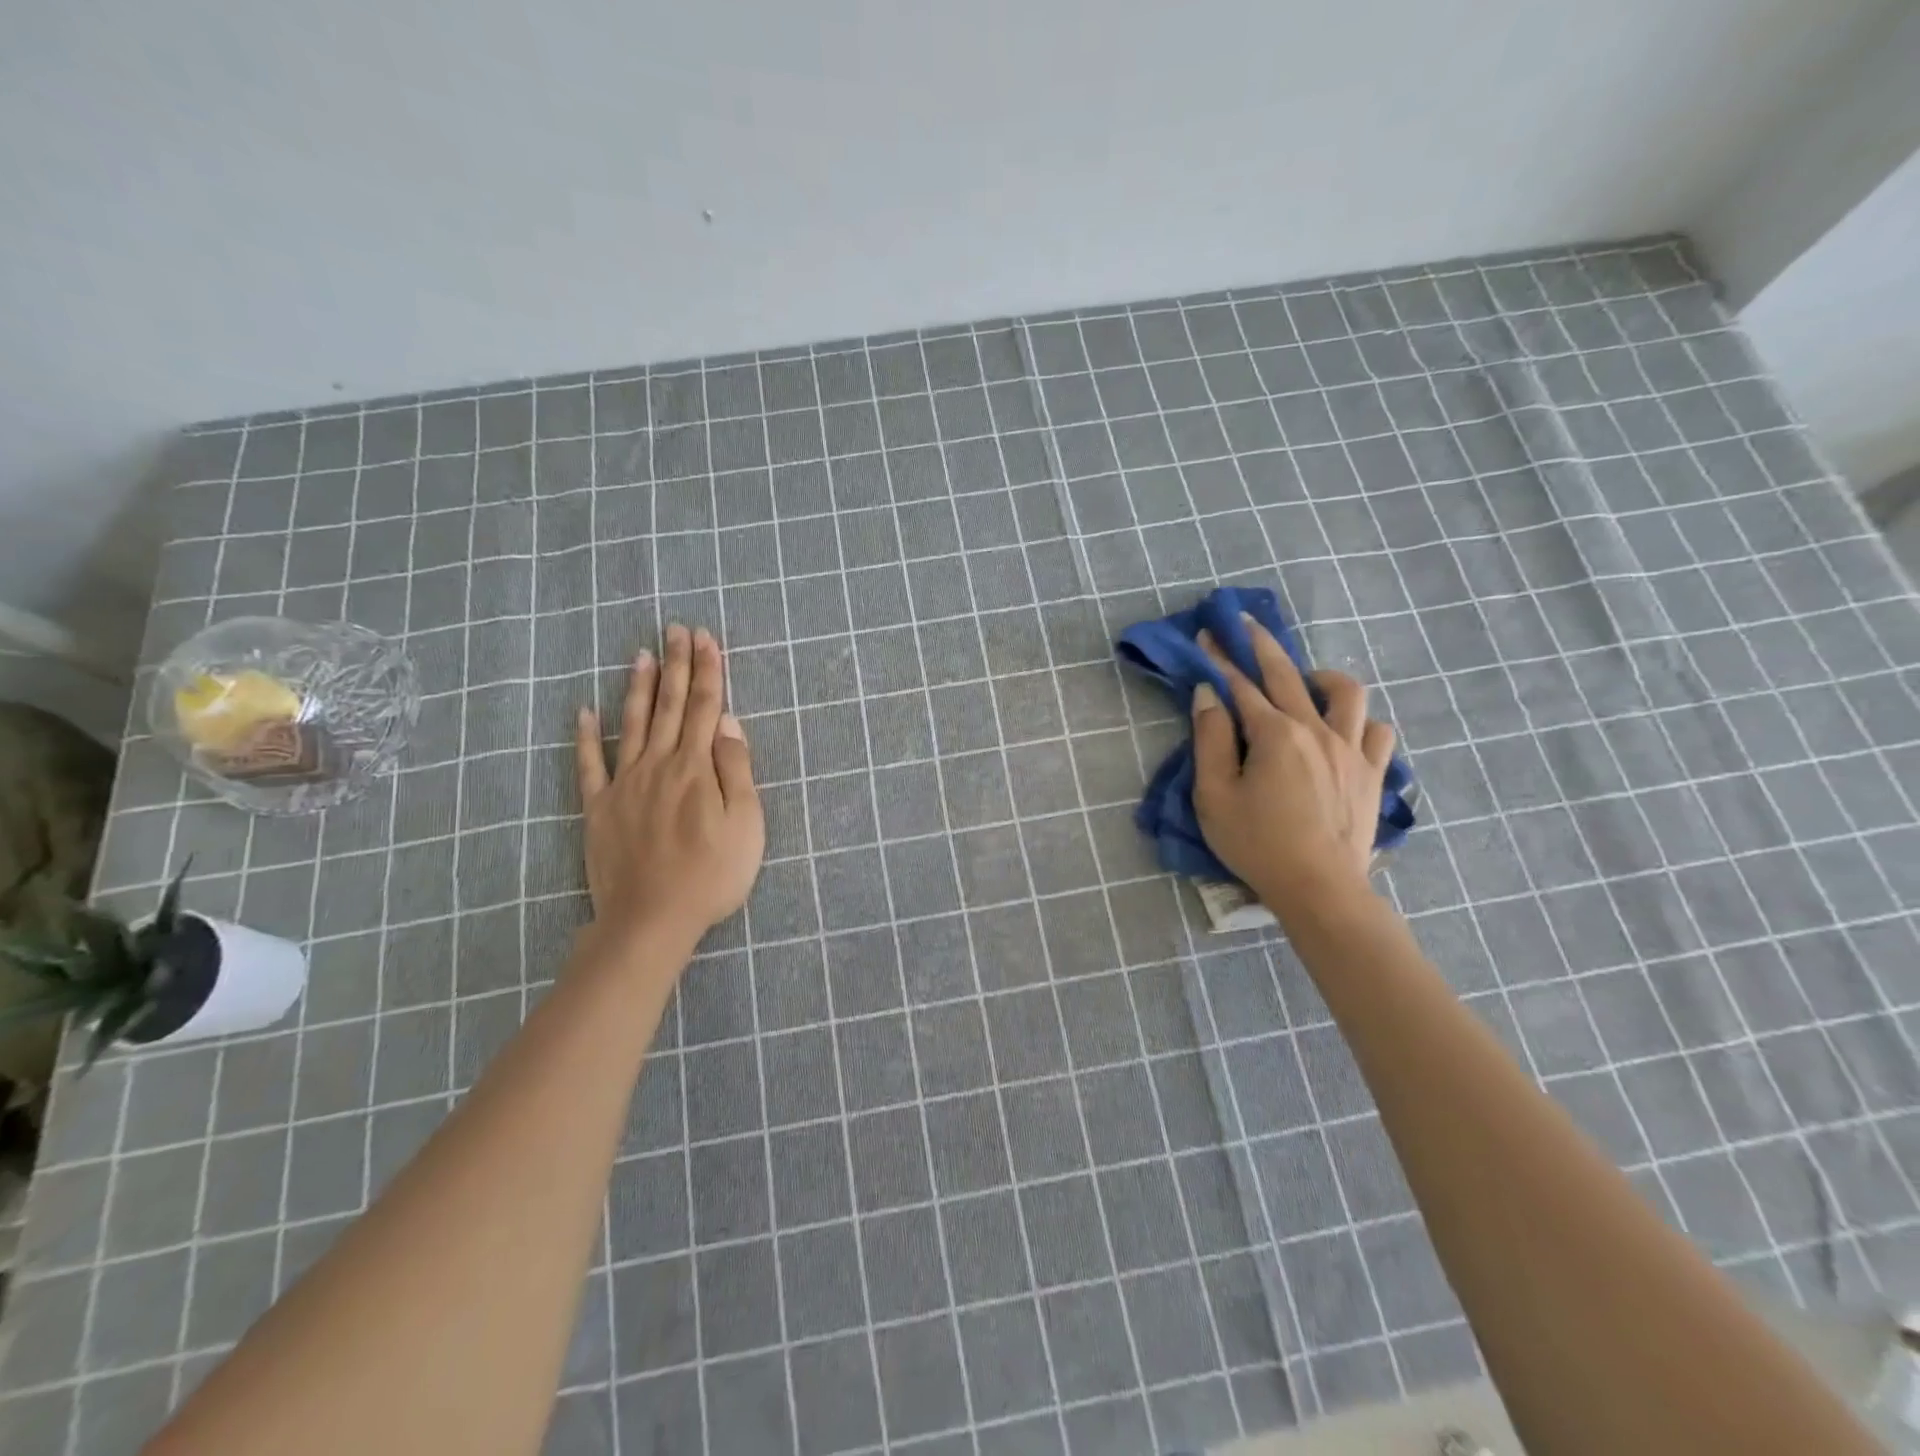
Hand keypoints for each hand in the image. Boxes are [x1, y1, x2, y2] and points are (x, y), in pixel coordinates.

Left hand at [574, 625, 764, 954]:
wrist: (651, 919)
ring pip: (632, 724)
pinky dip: (585, 737)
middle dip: (676, 665)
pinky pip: (589, 765)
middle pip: (671, 706)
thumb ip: (736, 771)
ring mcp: (624, 784)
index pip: (707, 707)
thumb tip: (729, 724)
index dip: (708, 670)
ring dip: (639, 687)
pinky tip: (583, 712)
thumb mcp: (745, 825)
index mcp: (697, 768)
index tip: (706, 638)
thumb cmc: (711, 875)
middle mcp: (659, 764)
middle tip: (676, 629)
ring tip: (641, 654)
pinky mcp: (598, 808)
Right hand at [1191, 615, 1396, 921]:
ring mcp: (1351, 750)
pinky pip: (1378, 732)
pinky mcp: (1371, 773)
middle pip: (1287, 674)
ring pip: (1347, 693)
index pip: (1240, 686)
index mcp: (1274, 734)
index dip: (1220, 659)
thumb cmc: (1257, 844)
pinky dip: (1360, 722)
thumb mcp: (1214, 795)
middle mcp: (1316, 729)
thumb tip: (1208, 695)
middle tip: (1245, 624)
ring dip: (1322, 677)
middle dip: (1262, 645)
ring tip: (1305, 681)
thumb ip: (1210, 740)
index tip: (1207, 635)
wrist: (1320, 889)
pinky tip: (1345, 730)